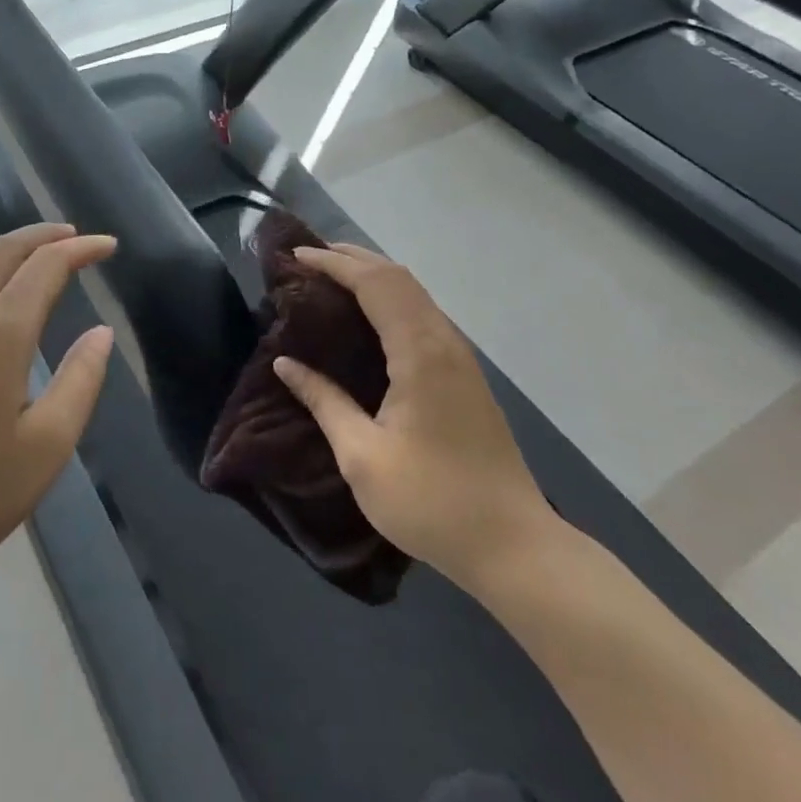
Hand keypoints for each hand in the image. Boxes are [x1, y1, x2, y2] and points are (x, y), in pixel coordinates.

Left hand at [0, 223, 116, 609]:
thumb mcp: (46, 448)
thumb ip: (80, 381)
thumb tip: (101, 332)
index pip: (46, 265)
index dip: (81, 248)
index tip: (108, 246)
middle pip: (2, 250)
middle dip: (42, 235)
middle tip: (75, 237)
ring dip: (10, 254)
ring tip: (38, 262)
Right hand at [272, 244, 557, 591]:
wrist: (514, 546)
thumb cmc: (432, 502)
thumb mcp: (363, 457)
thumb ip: (324, 402)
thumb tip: (286, 364)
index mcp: (419, 353)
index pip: (374, 284)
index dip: (334, 263)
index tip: (296, 255)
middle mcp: (444, 342)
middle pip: (398, 277)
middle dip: (353, 258)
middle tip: (310, 257)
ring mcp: (461, 357)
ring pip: (415, 293)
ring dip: (374, 275)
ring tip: (334, 277)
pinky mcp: (466, 375)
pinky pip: (424, 314)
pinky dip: (391, 298)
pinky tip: (371, 316)